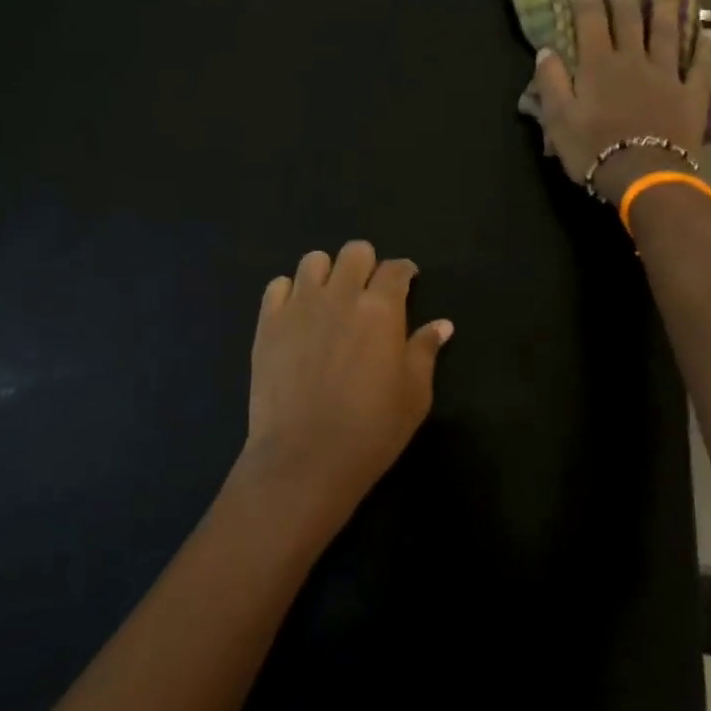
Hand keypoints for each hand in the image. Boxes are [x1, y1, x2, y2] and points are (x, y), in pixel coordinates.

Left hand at [231, 241, 452, 535]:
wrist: (305, 458)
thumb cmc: (371, 430)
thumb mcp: (414, 394)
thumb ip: (425, 351)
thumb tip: (442, 324)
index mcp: (381, 309)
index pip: (396, 269)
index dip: (405, 272)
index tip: (407, 281)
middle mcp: (340, 295)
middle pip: (355, 251)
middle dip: (367, 264)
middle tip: (369, 291)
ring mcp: (299, 306)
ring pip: (313, 260)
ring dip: (328, 273)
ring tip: (331, 298)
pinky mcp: (268, 323)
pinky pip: (278, 286)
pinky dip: (291, 292)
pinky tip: (298, 314)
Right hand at [533, 0, 710, 202]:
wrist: (643, 176)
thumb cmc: (594, 150)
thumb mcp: (558, 120)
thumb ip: (551, 83)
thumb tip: (546, 50)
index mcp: (598, 65)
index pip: (588, 17)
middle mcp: (633, 60)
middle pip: (627, 14)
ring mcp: (666, 74)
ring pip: (666, 29)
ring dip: (664, 1)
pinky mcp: (691, 94)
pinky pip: (698, 64)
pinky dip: (702, 46)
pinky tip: (705, 30)